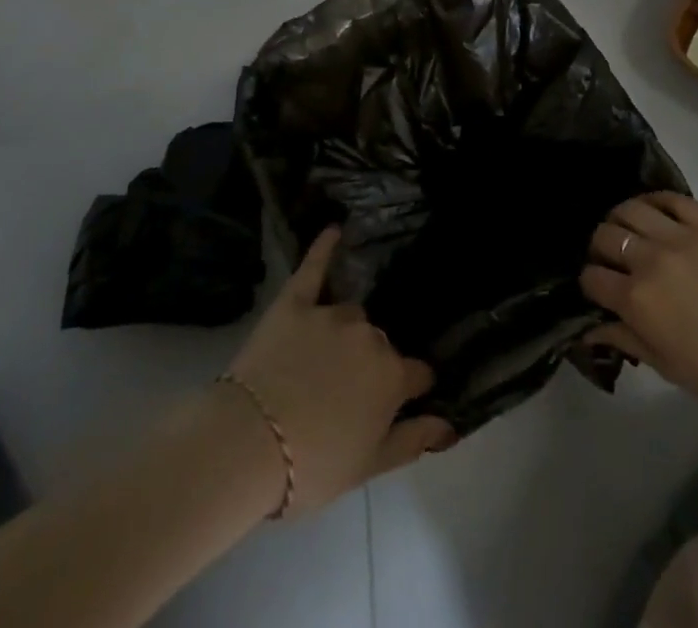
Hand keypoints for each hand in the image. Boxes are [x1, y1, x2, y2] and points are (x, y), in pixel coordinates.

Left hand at [225, 227, 451, 516]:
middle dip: (370, 364)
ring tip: (323, 358)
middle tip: (347, 392)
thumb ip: (413, 440)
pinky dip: (324, 249)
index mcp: (391, 376)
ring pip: (350, 315)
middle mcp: (369, 336)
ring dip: (345, 332)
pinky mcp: (295, 302)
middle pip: (379, 344)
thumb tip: (450, 425)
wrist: (248, 445)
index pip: (417, 374)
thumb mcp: (369, 467)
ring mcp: (331, 314)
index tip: (403, 400)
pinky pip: (314, 268)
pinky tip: (334, 230)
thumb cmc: (312, 466)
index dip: (410, 388)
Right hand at [581, 193, 697, 420]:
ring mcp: (681, 237)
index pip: (592, 277)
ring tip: (629, 233)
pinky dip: (655, 201)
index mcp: (638, 300)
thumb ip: (625, 339)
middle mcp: (652, 260)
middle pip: (605, 235)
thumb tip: (589, 329)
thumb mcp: (667, 367)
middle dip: (599, 249)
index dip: (589, 284)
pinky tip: (654, 213)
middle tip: (610, 262)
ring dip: (620, 220)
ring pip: (631, 208)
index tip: (597, 291)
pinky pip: (671, 198)